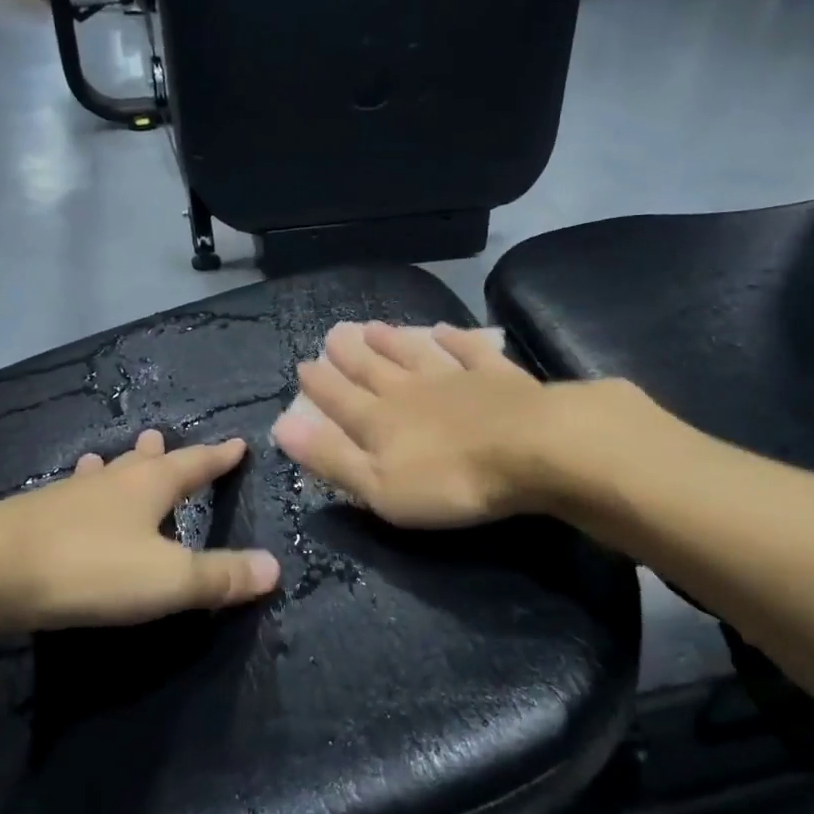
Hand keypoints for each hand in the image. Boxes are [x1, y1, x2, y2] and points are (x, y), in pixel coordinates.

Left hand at [0, 430, 280, 637]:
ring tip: (120, 456)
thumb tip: (276, 568)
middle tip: (166, 440)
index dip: (219, 458)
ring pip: (103, 476)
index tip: (238, 444)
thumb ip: (221, 577)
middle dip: (164, 456)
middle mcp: (110, 483)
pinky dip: (81, 492)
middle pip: (145, 462)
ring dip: (118, 467)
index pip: (195, 465)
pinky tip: (67, 498)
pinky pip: (70, 497)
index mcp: (149, 488)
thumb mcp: (167, 579)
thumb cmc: (87, 568)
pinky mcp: (31, 519)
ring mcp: (66, 497)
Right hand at [270, 322, 560, 528]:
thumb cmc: (450, 482)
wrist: (532, 450)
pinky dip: (454, 339)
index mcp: (380, 422)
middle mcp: (410, 391)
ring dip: (391, 341)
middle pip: (373, 370)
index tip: (303, 365)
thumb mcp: (379, 486)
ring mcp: (455, 378)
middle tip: (333, 335)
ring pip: (414, 354)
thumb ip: (332, 458)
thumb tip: (282, 427)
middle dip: (350, 356)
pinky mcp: (497, 376)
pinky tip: (443, 329)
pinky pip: (469, 350)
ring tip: (371, 327)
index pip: (340, 400)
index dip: (320, 385)